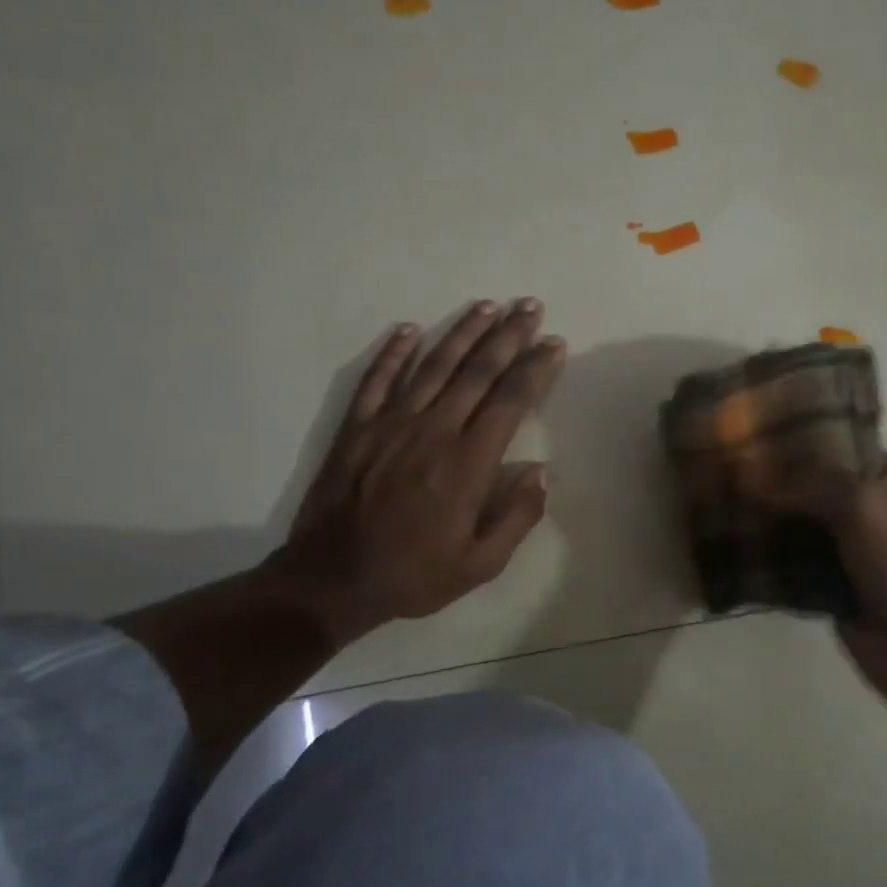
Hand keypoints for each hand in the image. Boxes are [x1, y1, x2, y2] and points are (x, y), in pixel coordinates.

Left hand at [270, 299, 565, 648]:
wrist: (332, 580)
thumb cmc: (414, 575)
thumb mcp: (481, 564)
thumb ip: (516, 516)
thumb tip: (541, 472)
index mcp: (468, 463)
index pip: (510, 400)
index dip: (536, 368)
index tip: (554, 343)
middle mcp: (433, 430)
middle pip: (477, 371)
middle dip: (508, 335)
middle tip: (529, 306)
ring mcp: (390, 424)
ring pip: (433, 365)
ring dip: (463, 332)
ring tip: (488, 305)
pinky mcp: (357, 428)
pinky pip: (377, 379)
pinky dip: (394, 352)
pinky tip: (411, 329)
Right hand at [741, 453, 886, 701]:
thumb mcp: (863, 505)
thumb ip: (806, 483)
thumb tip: (744, 470)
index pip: (835, 444)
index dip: (792, 441)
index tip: (743, 437)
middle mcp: (873, 506)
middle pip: (810, 486)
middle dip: (769, 482)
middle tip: (719, 470)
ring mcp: (851, 548)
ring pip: (796, 524)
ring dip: (762, 519)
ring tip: (713, 503)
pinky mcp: (831, 584)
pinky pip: (790, 561)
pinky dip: (765, 556)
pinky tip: (726, 543)